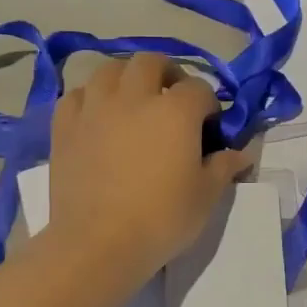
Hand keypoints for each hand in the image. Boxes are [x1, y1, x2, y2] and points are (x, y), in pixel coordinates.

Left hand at [46, 53, 252, 284]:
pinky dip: (91, 98)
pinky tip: (98, 117)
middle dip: (167, 74)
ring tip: (133, 101)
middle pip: (151, 62)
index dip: (209, 105)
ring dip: (127, 78)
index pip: (199, 89)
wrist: (99, 244)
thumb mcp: (206, 196)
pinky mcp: (65, 127)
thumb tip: (241, 154)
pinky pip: (77, 95)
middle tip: (172, 100)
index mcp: (175, 111)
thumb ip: (224, 167)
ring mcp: (95, 109)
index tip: (210, 127)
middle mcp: (134, 97)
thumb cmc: (162, 219)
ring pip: (110, 69)